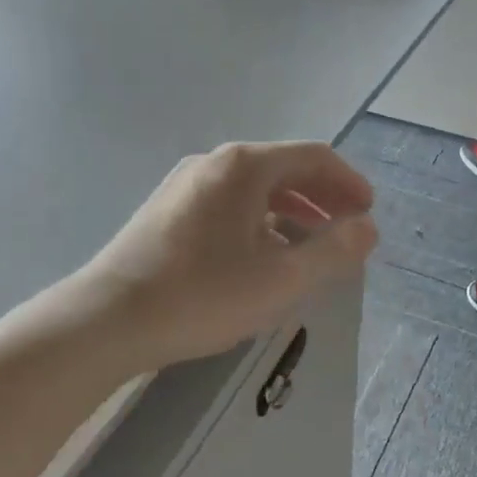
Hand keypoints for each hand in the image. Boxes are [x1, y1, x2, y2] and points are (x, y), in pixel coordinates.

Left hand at [63, 142, 377, 368]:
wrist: (108, 320)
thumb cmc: (203, 294)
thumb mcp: (282, 278)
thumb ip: (334, 251)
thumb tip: (368, 228)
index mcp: (245, 166)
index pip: (313, 157)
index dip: (348, 182)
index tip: (368, 211)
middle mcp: (215, 163)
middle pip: (284, 169)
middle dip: (322, 197)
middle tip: (347, 228)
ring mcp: (186, 185)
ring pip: (255, 189)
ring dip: (292, 212)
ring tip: (311, 246)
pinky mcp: (167, 211)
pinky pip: (229, 205)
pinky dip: (260, 221)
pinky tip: (262, 256)